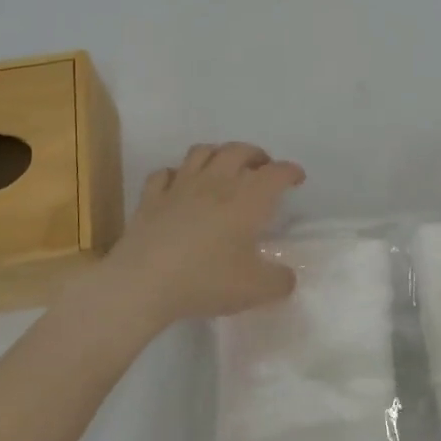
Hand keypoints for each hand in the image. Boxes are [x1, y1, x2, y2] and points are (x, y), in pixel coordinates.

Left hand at [70, 141, 305, 330]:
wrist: (144, 282)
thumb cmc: (206, 280)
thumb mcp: (255, 290)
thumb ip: (279, 281)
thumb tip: (287, 277)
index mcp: (246, 199)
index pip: (275, 173)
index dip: (290, 172)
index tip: (297, 178)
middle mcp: (215, 183)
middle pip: (238, 151)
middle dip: (255, 154)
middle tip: (262, 167)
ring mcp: (179, 187)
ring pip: (201, 152)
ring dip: (218, 154)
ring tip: (224, 167)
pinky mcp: (151, 198)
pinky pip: (164, 174)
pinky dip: (175, 174)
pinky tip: (178, 185)